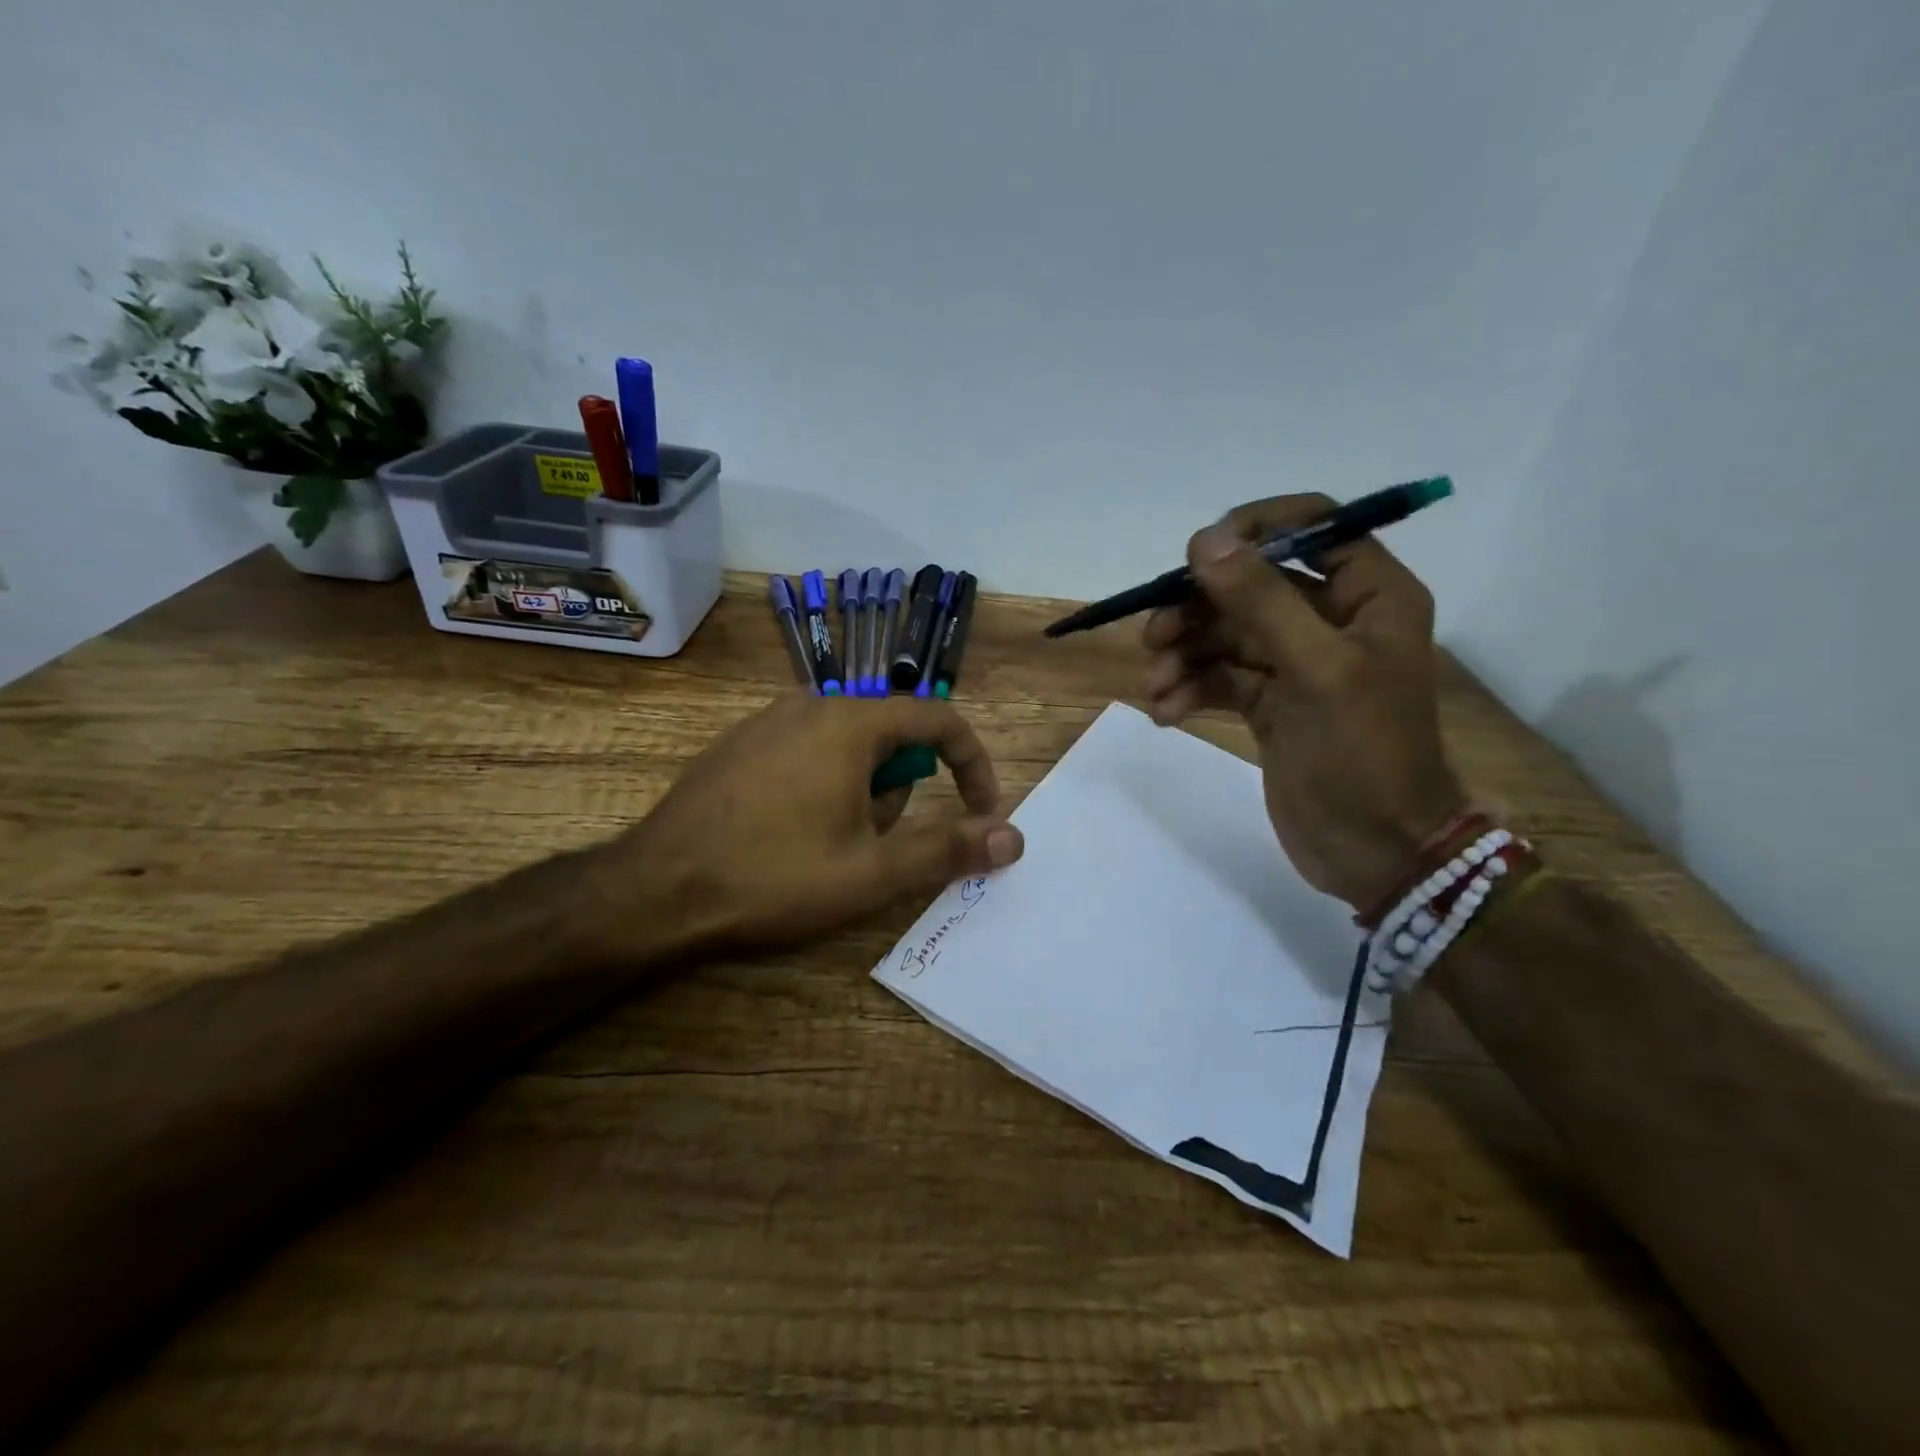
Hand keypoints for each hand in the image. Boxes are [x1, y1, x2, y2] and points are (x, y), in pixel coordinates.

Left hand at [593, 693, 1024, 957]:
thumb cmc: (774, 876)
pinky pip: (808, 752)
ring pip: (849, 747)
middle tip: (876, 848)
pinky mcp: (740, 744)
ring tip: (828, 848)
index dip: (972, 766)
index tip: (980, 812)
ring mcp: (768, 721)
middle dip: (901, 792)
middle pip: (892, 736)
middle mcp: (811, 705)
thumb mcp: (872, 872)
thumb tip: (1014, 837)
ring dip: (862, 794)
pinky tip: (790, 834)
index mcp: (851, 722)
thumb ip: (948, 848)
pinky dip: (825, 786)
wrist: (656, 889)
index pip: (939, 720)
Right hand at [1141, 495, 1466, 910]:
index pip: (1313, 525)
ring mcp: (1297, 663)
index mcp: (1369, 596)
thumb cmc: (1363, 755)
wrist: (1375, 851)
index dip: (1253, 529)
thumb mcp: (1315, 670)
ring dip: (1185, 654)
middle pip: (1252, 584)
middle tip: (1154, 636)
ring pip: (1227, 633)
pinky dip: (1190, 688)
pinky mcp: (1270, 703)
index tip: (1197, 555)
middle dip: (1199, 607)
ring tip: (1157, 687)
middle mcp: (1333, 619)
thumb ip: (1261, 601)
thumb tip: (1204, 541)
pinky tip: (1167, 713)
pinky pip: (1219, 677)